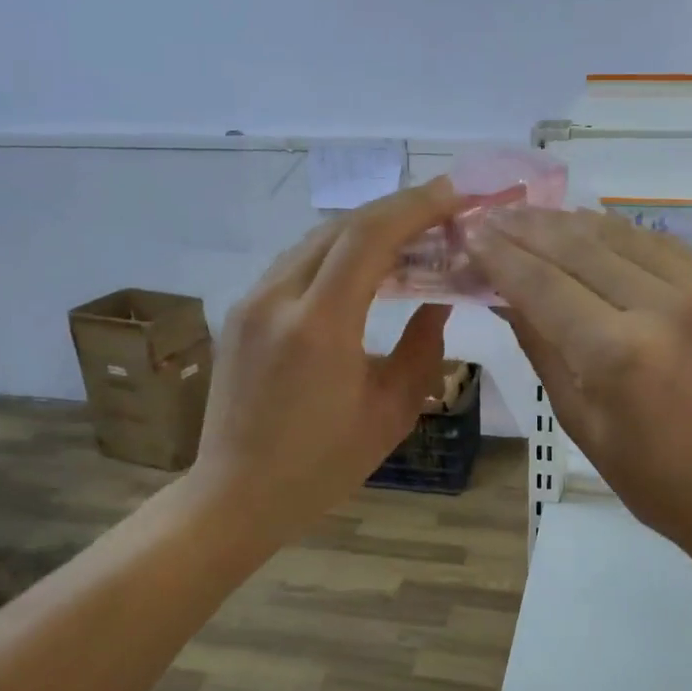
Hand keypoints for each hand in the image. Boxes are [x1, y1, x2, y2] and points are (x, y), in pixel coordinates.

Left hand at [190, 178, 460, 536]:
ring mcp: (251, 302)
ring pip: (315, 240)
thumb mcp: (390, 412)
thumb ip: (422, 349)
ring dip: (366, 229)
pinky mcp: (241, 312)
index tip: (455, 196)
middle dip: (397, 210)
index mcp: (319, 326)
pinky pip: (296, 263)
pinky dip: (337, 253)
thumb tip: (439, 302)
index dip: (416, 207)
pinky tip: (365, 269)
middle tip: (443, 211)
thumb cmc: (322, 465)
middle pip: (341, 227)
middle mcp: (277, 298)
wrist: (236, 494)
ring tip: (412, 235)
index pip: (368, 237)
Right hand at [469, 208, 691, 565]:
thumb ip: (541, 348)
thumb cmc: (652, 477)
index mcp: (616, 354)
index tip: (471, 235)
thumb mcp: (579, 421)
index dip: (501, 256)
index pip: (542, 285)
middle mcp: (660, 308)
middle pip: (578, 247)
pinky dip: (620, 232)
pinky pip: (662, 245)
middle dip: (527, 227)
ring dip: (570, 221)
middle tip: (493, 213)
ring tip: (532, 212)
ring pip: (620, 235)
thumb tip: (504, 296)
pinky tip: (591, 226)